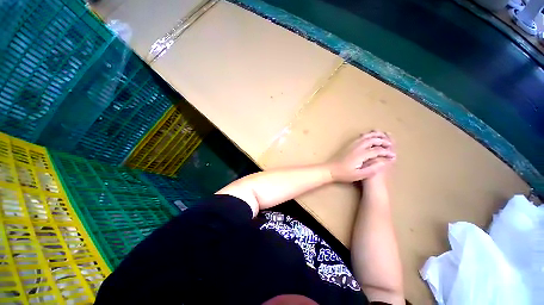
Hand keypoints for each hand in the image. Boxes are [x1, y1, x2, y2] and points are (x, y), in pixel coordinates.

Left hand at [327, 131, 395, 181]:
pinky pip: (359, 137)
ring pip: (366, 137)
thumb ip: (372, 169)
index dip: (386, 153)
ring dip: (375, 135)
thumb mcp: (359, 175)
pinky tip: (369, 136)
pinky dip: (367, 135)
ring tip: (383, 136)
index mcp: (361, 155)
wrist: (330, 169)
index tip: (393, 156)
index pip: (377, 150)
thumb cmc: (344, 174)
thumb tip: (384, 162)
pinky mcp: (348, 145)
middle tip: (391, 145)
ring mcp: (351, 145)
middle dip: (383, 141)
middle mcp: (357, 148)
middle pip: (372, 140)